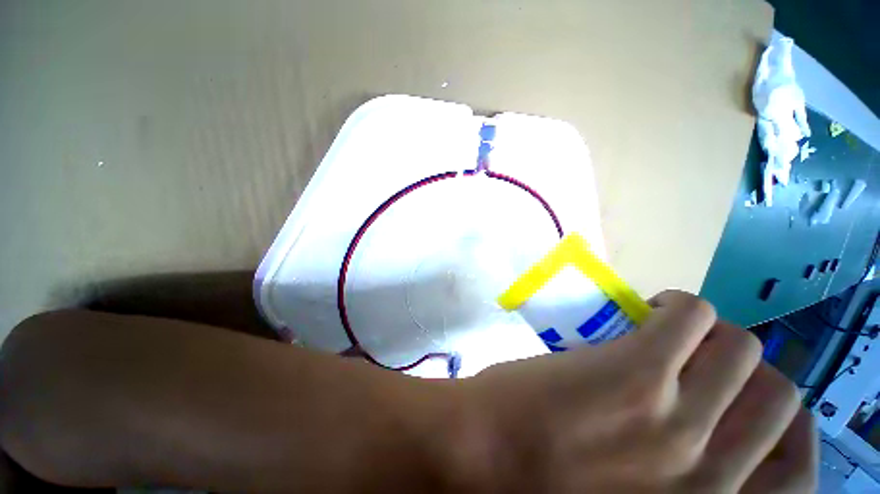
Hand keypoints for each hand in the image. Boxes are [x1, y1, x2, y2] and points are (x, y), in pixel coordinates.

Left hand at [447, 290, 815, 492]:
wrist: (482, 454)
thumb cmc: (545, 485)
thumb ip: (678, 482)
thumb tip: (707, 436)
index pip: (797, 474)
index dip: (784, 428)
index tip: (755, 402)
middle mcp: (711, 478)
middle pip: (777, 396)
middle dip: (745, 369)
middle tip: (702, 356)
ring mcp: (676, 421)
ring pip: (743, 349)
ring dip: (715, 334)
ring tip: (673, 330)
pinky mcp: (635, 370)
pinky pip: (689, 316)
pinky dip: (681, 306)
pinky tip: (652, 310)